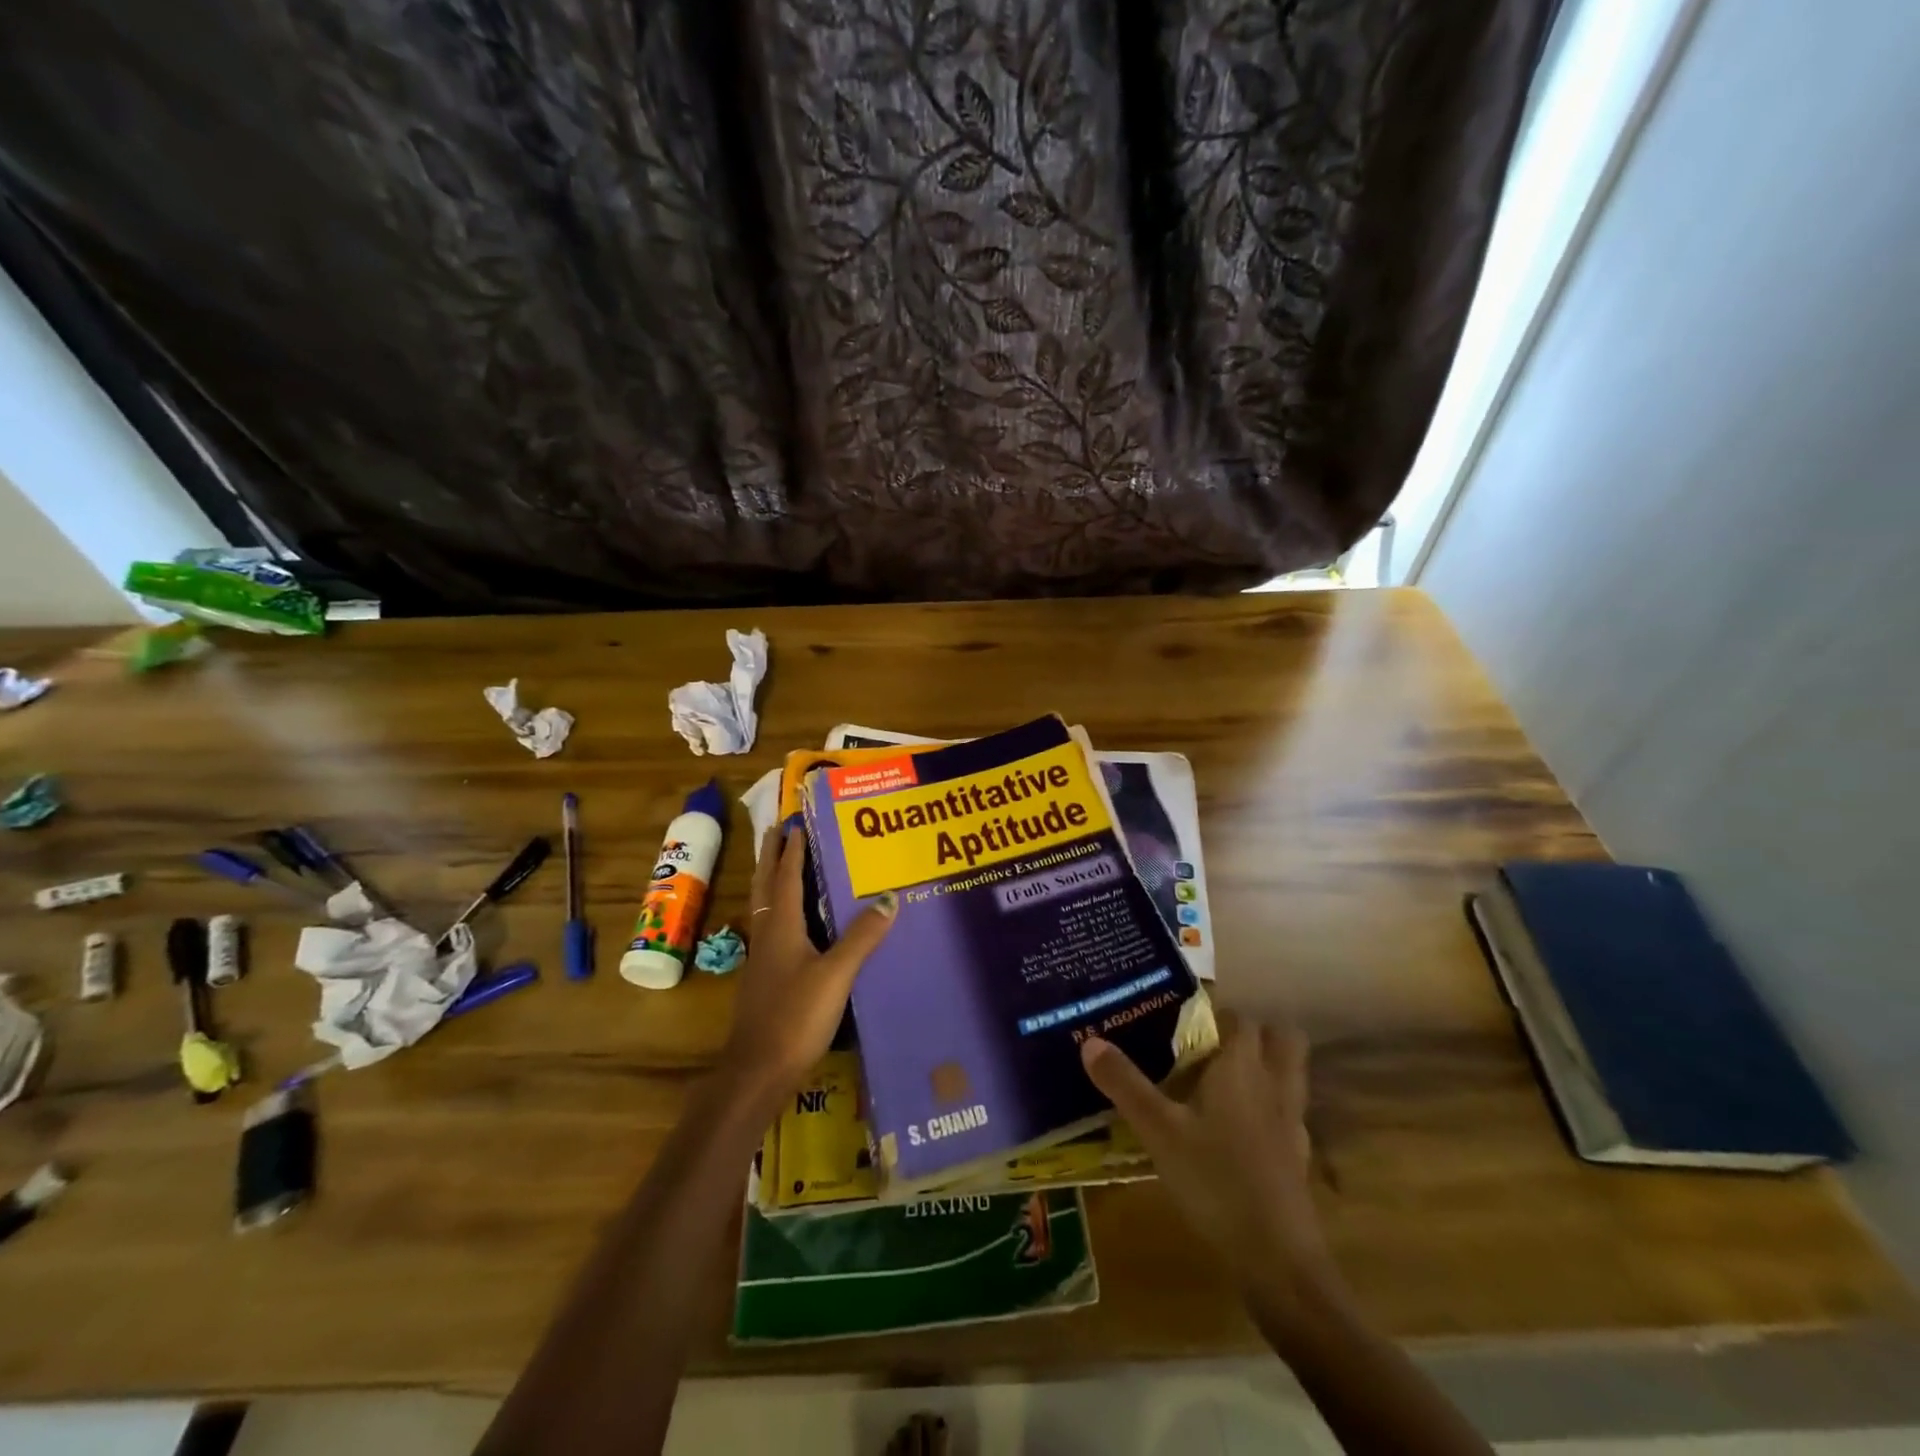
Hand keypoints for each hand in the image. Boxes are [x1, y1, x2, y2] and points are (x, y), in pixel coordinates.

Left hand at [719, 824, 895, 1105]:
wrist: (757, 1071)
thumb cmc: (795, 1017)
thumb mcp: (836, 974)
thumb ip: (862, 937)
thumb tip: (889, 897)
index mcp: (781, 927)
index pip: (786, 877)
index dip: (792, 850)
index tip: (795, 822)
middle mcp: (767, 936)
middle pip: (766, 886)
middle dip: (770, 856)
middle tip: (776, 830)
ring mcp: (762, 959)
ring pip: (765, 907)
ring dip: (771, 880)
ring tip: (781, 863)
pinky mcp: (765, 979)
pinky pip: (771, 929)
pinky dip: (779, 909)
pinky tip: (791, 922)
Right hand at [1081, 1016, 1331, 1304]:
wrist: (1279, 1260)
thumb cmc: (1216, 1181)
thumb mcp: (1159, 1132)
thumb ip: (1125, 1085)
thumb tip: (1090, 1042)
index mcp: (1242, 1067)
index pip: (1239, 1018)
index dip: (1215, 1013)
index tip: (1182, 1022)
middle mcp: (1274, 1085)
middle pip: (1281, 1038)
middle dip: (1253, 1032)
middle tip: (1211, 1045)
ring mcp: (1291, 1122)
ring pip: (1290, 1074)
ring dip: (1266, 1067)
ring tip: (1222, 1080)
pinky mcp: (1297, 1156)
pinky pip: (1287, 1113)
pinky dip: (1268, 1108)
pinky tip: (1237, 1130)